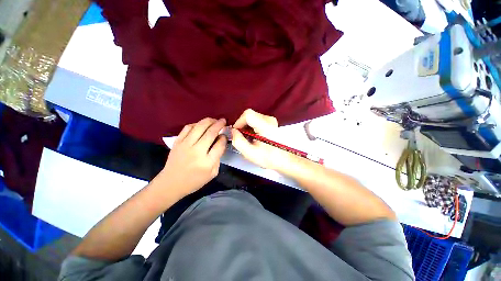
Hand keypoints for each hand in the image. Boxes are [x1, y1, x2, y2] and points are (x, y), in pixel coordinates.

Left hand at [159, 118, 227, 196]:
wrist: (171, 183)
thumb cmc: (194, 181)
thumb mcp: (212, 173)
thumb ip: (218, 158)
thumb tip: (220, 143)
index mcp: (207, 162)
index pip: (219, 144)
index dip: (224, 137)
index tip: (225, 135)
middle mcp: (197, 151)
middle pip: (211, 132)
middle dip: (219, 124)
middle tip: (223, 121)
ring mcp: (185, 145)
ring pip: (199, 127)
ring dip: (209, 121)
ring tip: (214, 120)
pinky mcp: (177, 142)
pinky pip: (188, 128)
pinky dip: (196, 124)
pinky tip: (201, 124)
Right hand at [232, 109, 295, 170]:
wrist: (283, 160)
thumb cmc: (268, 158)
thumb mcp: (250, 153)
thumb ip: (238, 141)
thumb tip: (233, 131)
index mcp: (265, 126)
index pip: (247, 115)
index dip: (239, 122)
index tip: (236, 132)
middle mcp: (269, 119)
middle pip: (249, 115)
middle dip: (242, 126)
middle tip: (241, 137)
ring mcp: (271, 120)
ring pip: (252, 118)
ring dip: (246, 127)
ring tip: (248, 139)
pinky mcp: (271, 122)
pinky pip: (256, 120)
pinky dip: (251, 127)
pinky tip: (253, 137)